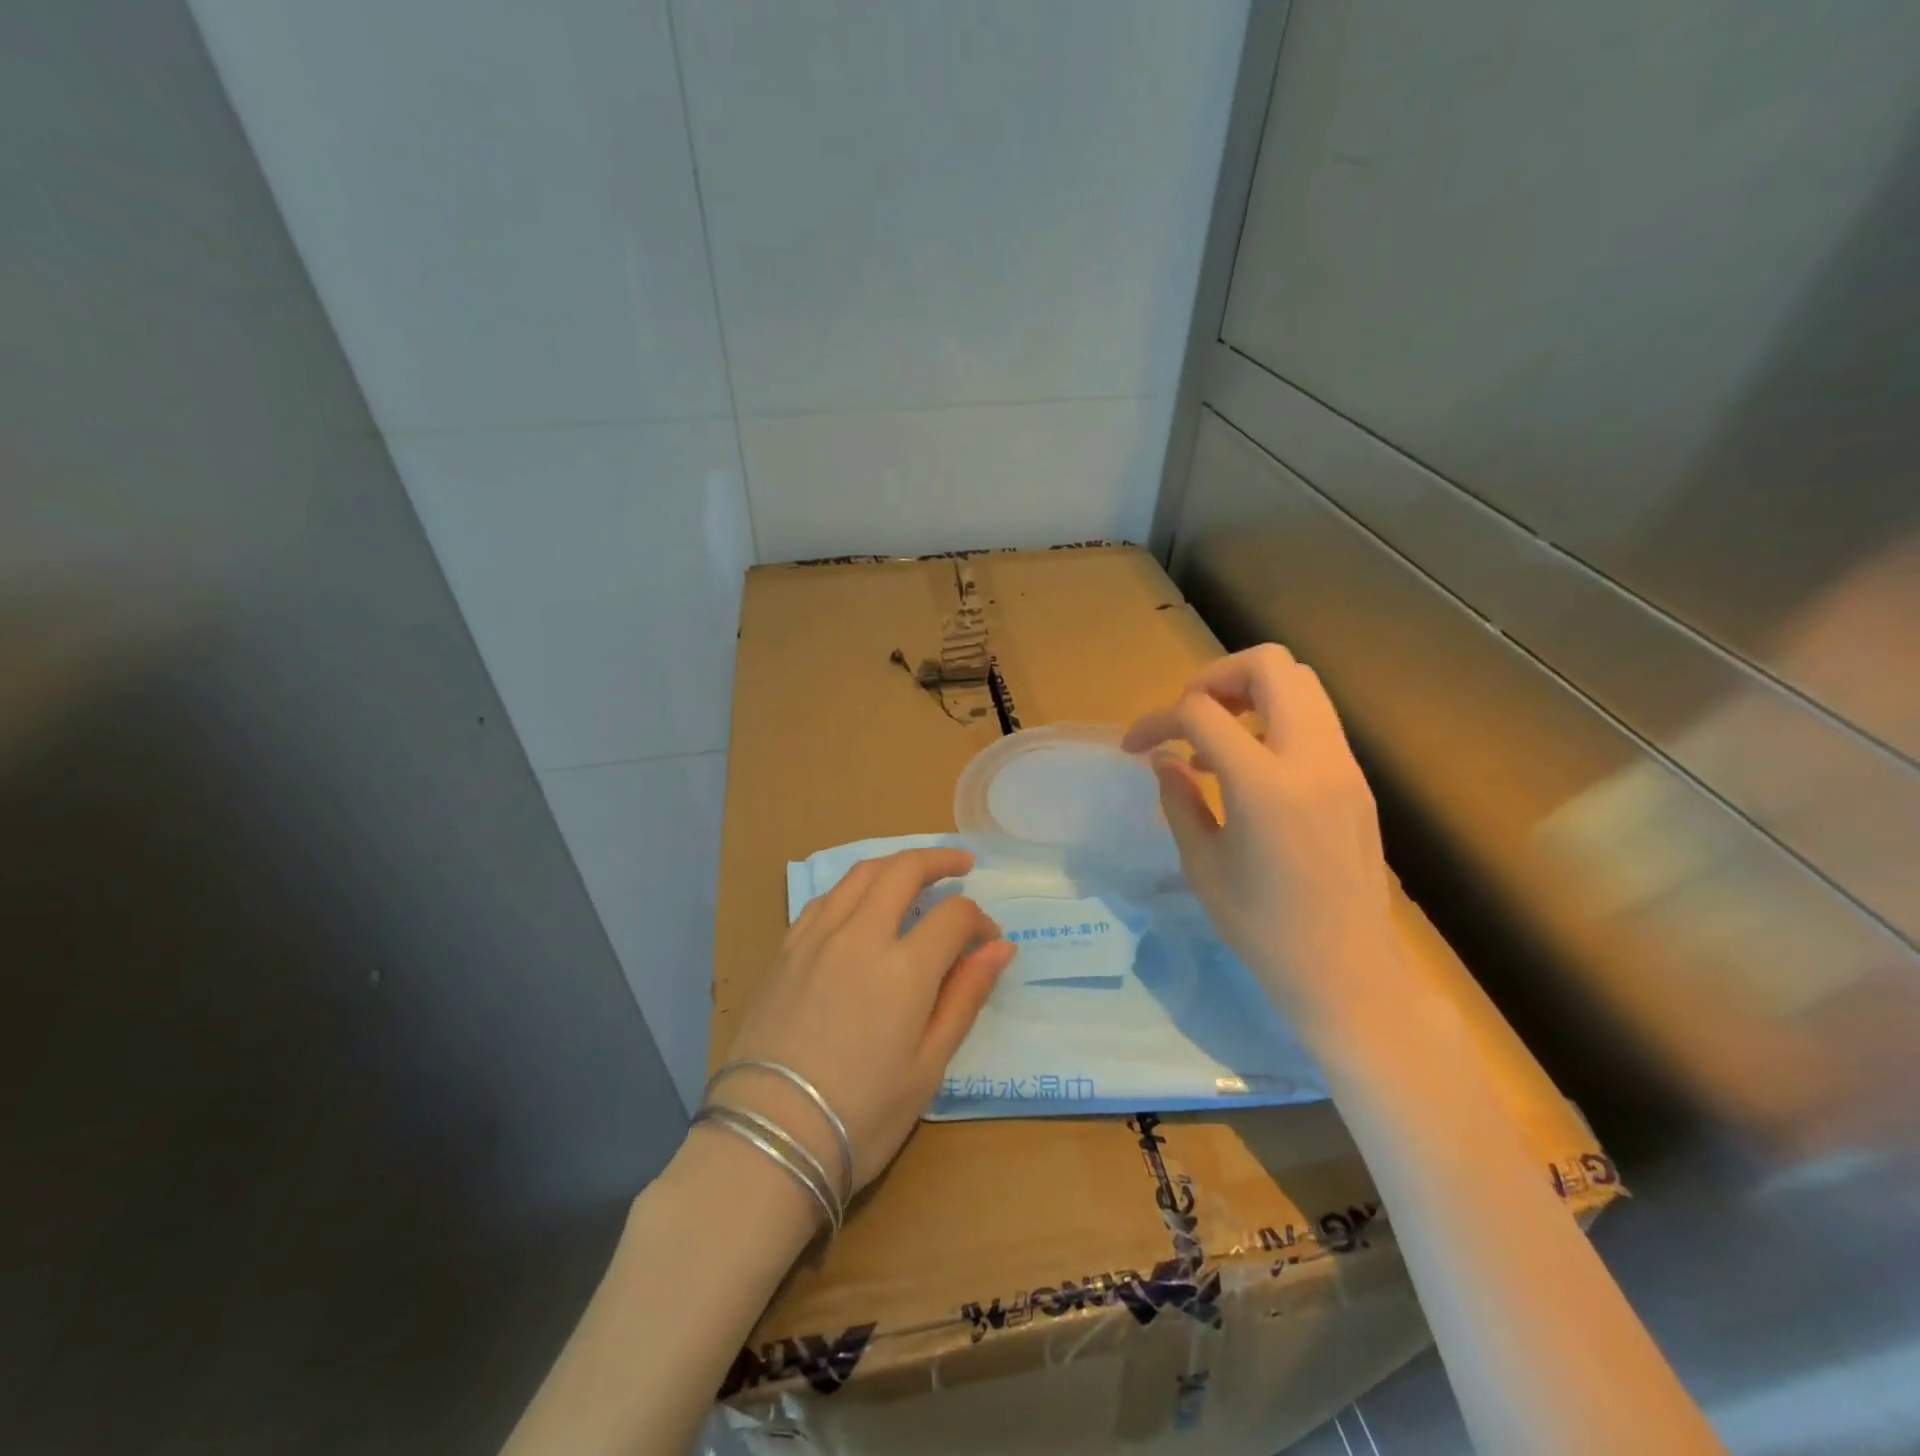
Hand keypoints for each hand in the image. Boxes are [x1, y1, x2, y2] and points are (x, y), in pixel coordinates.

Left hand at [715, 848, 1013, 1199]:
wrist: (768, 1137)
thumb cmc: (862, 1114)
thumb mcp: (928, 1066)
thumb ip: (965, 997)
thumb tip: (1000, 947)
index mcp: (904, 967)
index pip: (954, 916)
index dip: (979, 921)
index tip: (987, 942)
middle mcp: (860, 935)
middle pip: (904, 871)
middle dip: (939, 860)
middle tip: (961, 865)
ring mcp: (817, 937)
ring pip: (860, 875)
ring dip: (895, 865)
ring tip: (914, 875)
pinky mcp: (786, 949)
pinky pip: (825, 899)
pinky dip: (854, 889)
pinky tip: (860, 905)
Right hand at [1122, 644, 1399, 1033]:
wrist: (1347, 972)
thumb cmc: (1263, 929)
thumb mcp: (1202, 865)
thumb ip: (1178, 799)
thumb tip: (1164, 759)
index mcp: (1264, 785)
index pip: (1202, 711)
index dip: (1158, 719)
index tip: (1136, 746)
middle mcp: (1311, 759)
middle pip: (1270, 665)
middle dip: (1215, 677)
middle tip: (1186, 716)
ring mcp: (1343, 765)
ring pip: (1301, 684)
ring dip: (1249, 693)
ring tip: (1215, 738)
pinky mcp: (1356, 780)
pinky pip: (1315, 719)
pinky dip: (1274, 719)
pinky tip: (1248, 766)